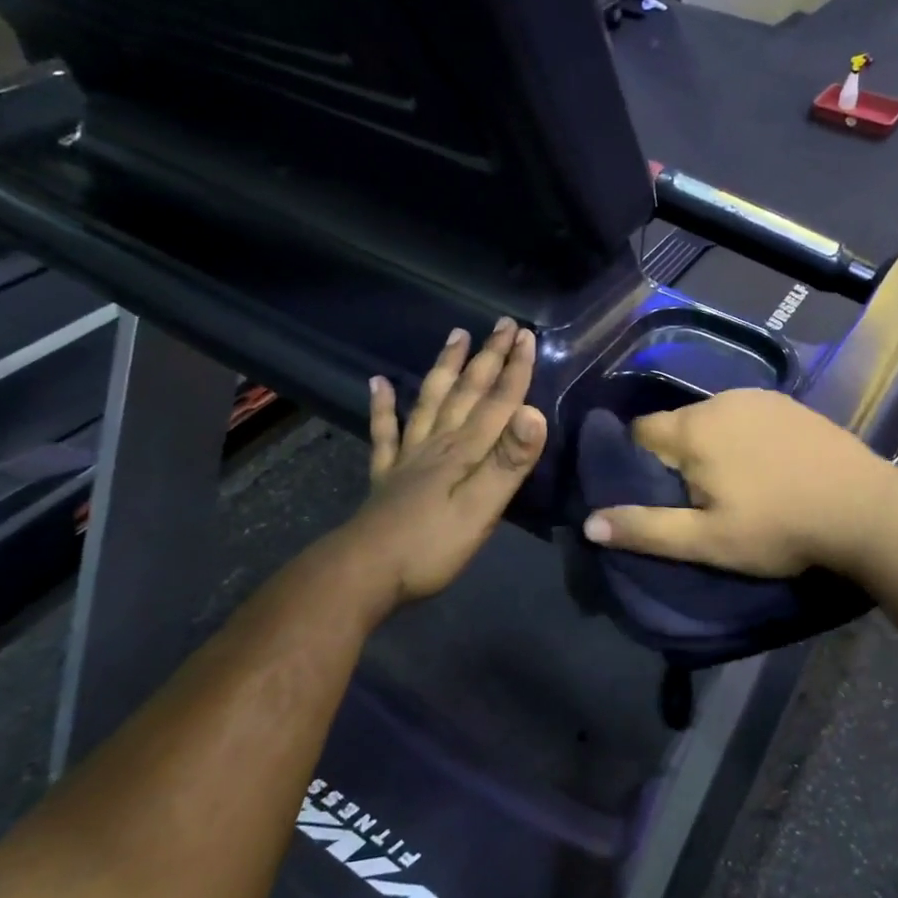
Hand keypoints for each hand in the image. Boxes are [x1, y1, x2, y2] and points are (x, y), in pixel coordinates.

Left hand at [329, 319, 547, 610]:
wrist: (363, 573)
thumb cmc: (431, 546)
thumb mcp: (481, 509)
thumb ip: (508, 463)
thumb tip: (534, 414)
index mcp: (465, 451)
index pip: (497, 402)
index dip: (515, 369)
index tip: (527, 335)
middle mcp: (438, 443)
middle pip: (467, 392)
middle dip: (488, 357)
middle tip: (503, 323)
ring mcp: (409, 457)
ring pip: (431, 400)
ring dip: (445, 367)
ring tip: (456, 336)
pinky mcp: (387, 475)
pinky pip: (385, 432)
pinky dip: (383, 405)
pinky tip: (378, 383)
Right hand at [581, 390, 894, 577]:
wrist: (865, 509)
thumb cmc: (779, 528)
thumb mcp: (707, 541)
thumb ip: (646, 529)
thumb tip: (588, 522)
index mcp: (694, 429)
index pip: (640, 432)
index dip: (638, 463)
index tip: (655, 494)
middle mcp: (721, 400)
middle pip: (677, 425)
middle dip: (676, 456)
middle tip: (698, 499)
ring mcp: (760, 397)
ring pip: (713, 419)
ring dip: (711, 445)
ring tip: (734, 485)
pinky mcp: (790, 403)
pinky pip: (746, 415)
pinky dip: (743, 436)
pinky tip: (767, 465)